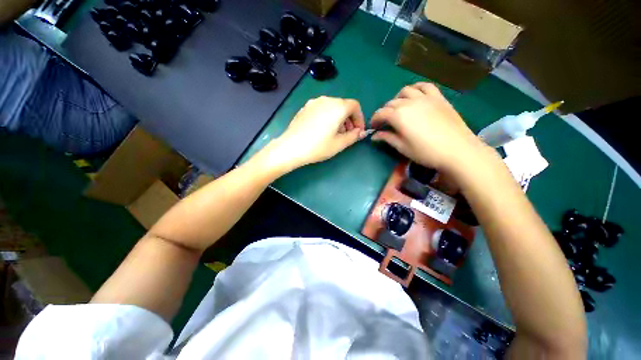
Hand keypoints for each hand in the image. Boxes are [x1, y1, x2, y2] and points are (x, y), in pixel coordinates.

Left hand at [270, 96, 365, 170]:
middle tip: (347, 134)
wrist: (291, 147)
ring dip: (338, 118)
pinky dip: (327, 117)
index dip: (359, 119)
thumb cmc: (318, 146)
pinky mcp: (305, 108)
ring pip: (332, 107)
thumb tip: (360, 133)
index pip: (355, 106)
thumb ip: (353, 136)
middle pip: (343, 106)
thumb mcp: (339, 144)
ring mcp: (313, 103)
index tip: (357, 131)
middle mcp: (326, 100)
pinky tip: (322, 130)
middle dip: (349, 119)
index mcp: (337, 107)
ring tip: (335, 134)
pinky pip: (321, 109)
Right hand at [371, 82, 489, 172]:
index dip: (375, 120)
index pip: (381, 113)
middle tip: (385, 123)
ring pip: (405, 91)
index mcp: (399, 116)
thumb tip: (374, 136)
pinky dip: (416, 88)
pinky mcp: (438, 97)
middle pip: (391, 103)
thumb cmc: (426, 152)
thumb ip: (387, 138)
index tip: (373, 127)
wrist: (458, 150)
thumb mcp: (403, 148)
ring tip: (399, 108)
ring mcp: (425, 97)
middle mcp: (409, 102)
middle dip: (384, 112)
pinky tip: (415, 95)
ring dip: (398, 99)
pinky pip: (424, 86)